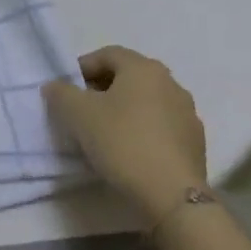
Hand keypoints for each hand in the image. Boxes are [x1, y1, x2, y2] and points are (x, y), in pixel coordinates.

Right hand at [45, 46, 206, 222]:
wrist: (171, 195)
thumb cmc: (121, 142)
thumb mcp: (76, 113)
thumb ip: (60, 92)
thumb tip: (56, 86)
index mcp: (144, 69)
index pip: (107, 54)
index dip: (82, 67)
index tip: (66, 89)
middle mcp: (171, 83)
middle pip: (128, 76)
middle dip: (101, 89)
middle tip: (81, 110)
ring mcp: (187, 114)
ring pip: (145, 101)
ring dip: (123, 110)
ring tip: (103, 132)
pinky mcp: (195, 142)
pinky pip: (160, 125)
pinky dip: (141, 129)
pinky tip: (128, 150)